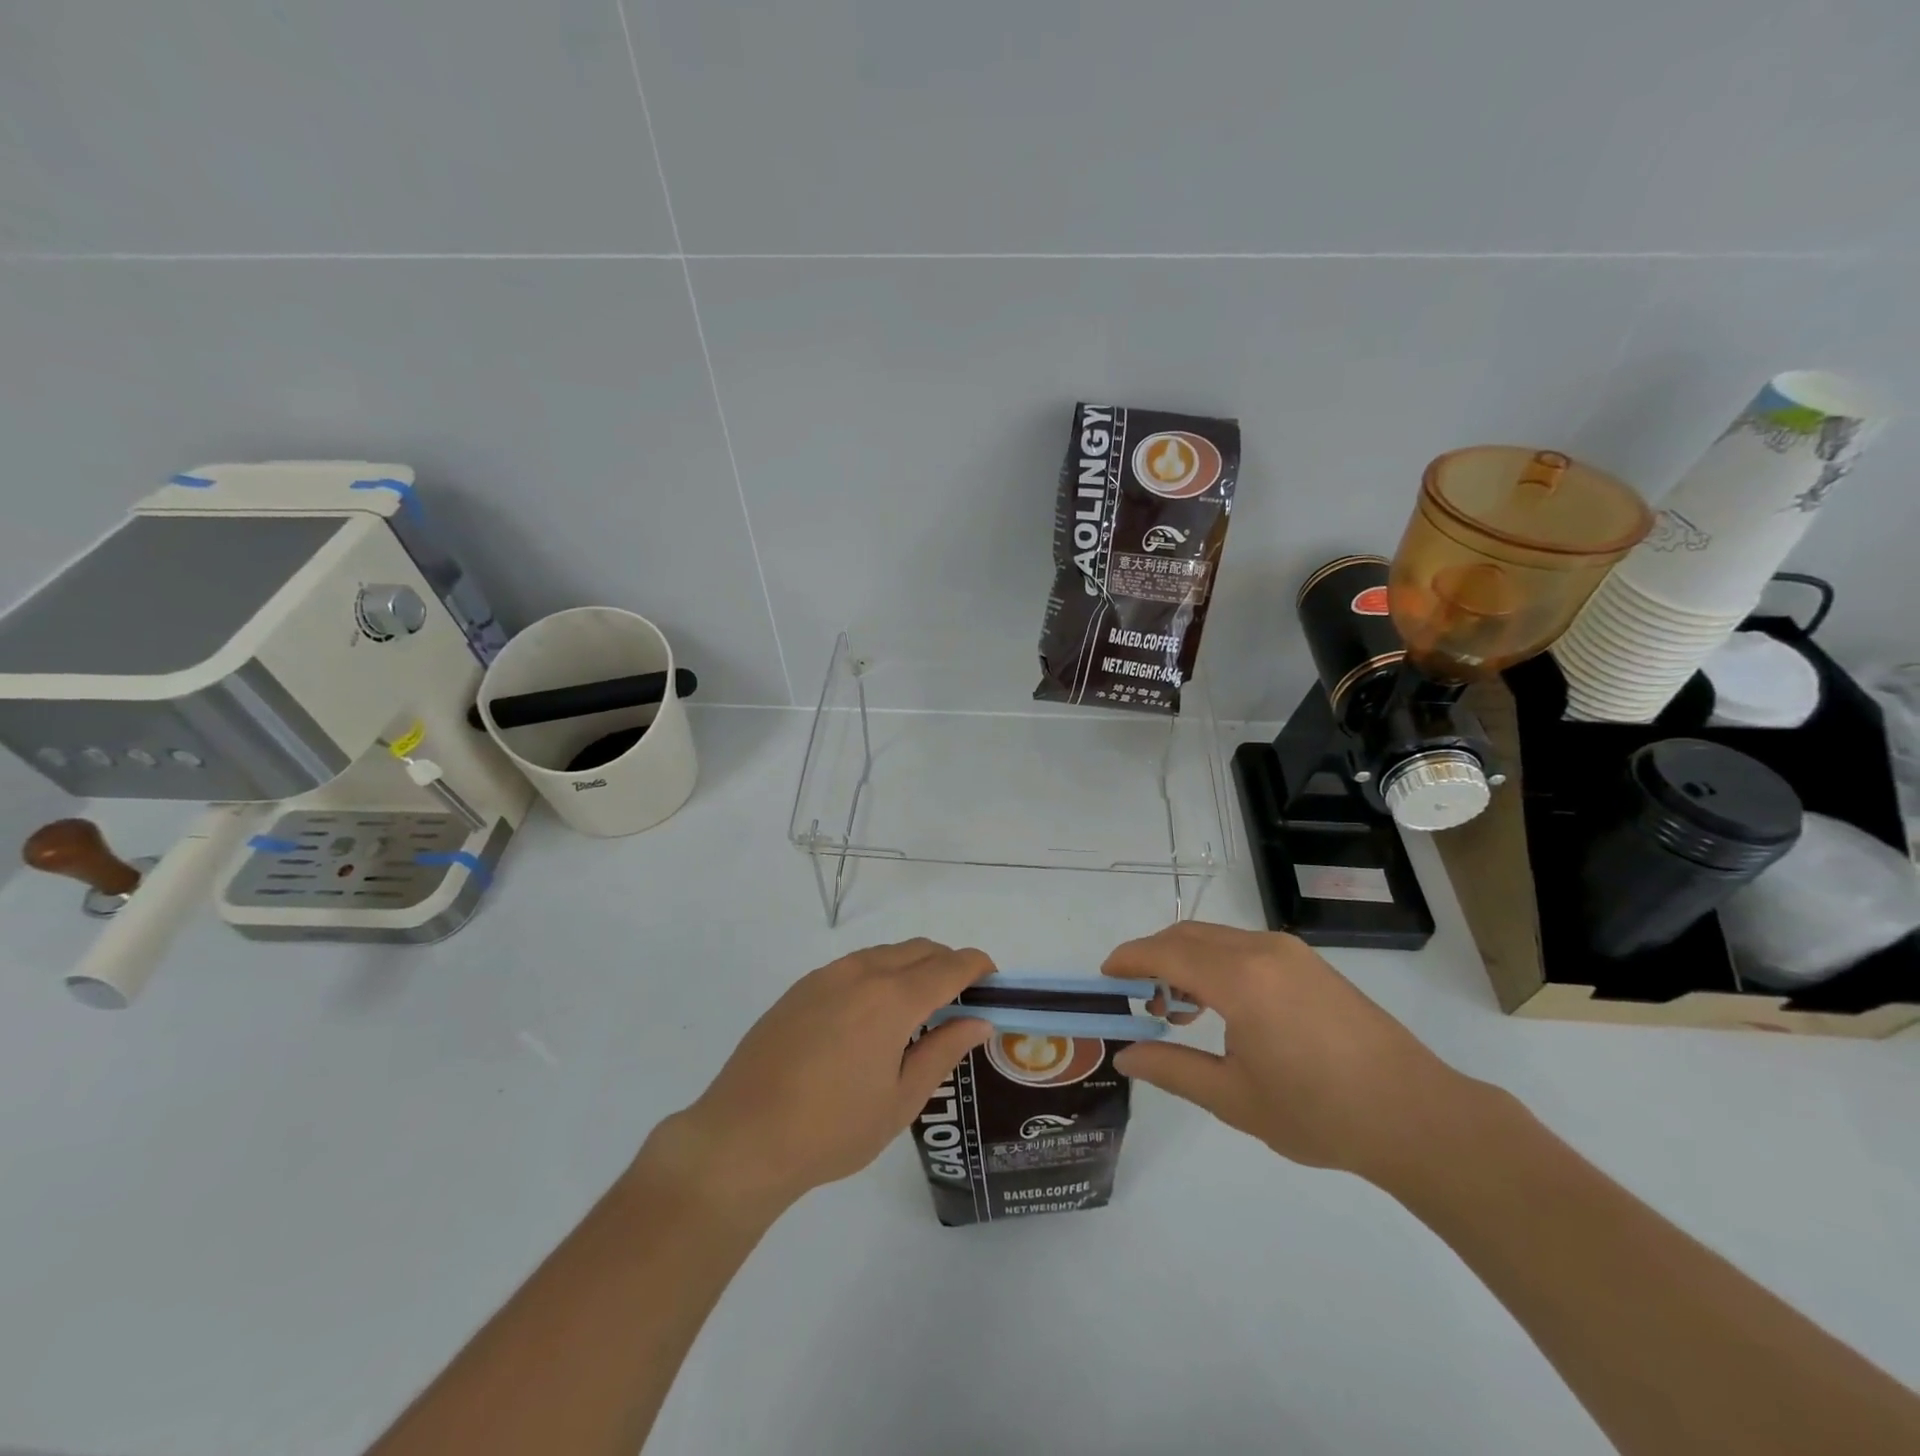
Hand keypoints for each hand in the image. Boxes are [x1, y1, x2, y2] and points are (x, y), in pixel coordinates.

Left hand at [639, 940, 993, 1218]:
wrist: (742, 1137)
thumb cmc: (832, 1129)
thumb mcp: (900, 1099)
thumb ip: (943, 1051)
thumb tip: (979, 1021)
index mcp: (892, 999)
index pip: (949, 966)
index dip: (977, 966)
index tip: (993, 978)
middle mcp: (862, 973)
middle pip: (919, 950)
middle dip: (947, 964)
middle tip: (961, 999)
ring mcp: (826, 976)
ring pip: (886, 953)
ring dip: (912, 966)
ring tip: (918, 1008)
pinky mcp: (801, 987)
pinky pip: (855, 965)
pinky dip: (880, 974)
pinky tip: (872, 1015)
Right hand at [1106, 921, 1485, 1183]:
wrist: (1417, 1116)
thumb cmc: (1320, 1113)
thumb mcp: (1234, 1098)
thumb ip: (1172, 1069)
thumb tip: (1124, 1055)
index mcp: (1240, 980)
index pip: (1164, 952)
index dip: (1128, 960)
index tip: (1104, 978)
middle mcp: (1261, 949)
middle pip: (1186, 935)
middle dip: (1152, 958)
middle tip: (1136, 1000)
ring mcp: (1289, 951)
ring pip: (1215, 937)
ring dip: (1184, 960)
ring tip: (1177, 1010)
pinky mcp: (1308, 962)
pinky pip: (1243, 946)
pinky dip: (1215, 963)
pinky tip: (1221, 1006)